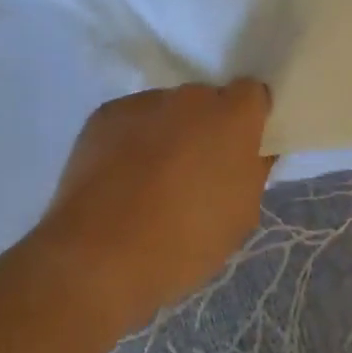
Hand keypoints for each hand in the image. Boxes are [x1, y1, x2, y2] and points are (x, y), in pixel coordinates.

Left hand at [40, 81, 274, 334]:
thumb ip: (253, 172)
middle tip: (197, 170)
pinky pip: (132, 121)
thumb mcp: (241, 216)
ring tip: (151, 180)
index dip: (249, 119)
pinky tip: (121, 180)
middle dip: (207, 127)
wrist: (97, 258)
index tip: (242, 148)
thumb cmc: (185, 241)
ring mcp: (145, 102)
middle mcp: (191, 97)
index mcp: (234, 116)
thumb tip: (254, 152)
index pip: (253, 94)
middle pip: (208, 102)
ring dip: (168, 133)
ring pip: (167, 111)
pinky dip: (132, 140)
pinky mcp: (105, 115)